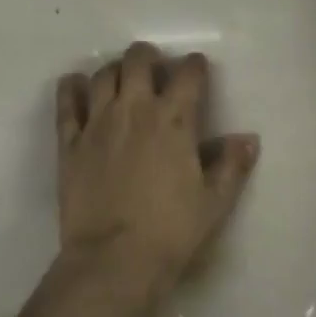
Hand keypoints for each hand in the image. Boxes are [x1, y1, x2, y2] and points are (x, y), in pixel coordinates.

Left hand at [53, 42, 258, 300]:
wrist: (114, 260)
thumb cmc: (171, 231)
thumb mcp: (214, 202)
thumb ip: (231, 166)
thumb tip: (249, 139)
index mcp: (174, 120)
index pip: (188, 74)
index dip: (195, 65)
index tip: (197, 67)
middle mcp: (135, 109)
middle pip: (138, 60)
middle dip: (148, 56)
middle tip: (153, 66)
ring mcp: (98, 122)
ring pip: (102, 75)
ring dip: (114, 70)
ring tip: (120, 78)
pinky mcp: (69, 142)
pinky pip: (66, 103)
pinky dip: (70, 88)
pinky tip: (73, 84)